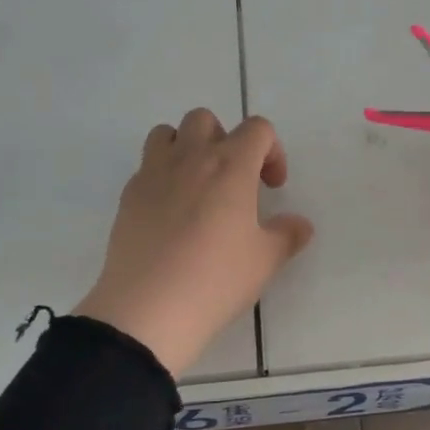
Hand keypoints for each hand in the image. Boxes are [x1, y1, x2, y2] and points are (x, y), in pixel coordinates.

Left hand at [74, 109, 313, 377]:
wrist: (149, 309)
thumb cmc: (217, 279)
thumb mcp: (266, 260)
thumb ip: (288, 235)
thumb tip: (300, 225)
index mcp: (231, 166)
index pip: (257, 129)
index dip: (272, 151)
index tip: (272, 187)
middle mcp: (190, 158)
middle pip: (206, 120)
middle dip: (226, 140)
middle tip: (235, 181)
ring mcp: (153, 174)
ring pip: (167, 134)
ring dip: (187, 148)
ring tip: (198, 186)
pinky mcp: (128, 196)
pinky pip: (147, 167)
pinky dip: (163, 177)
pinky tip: (171, 216)